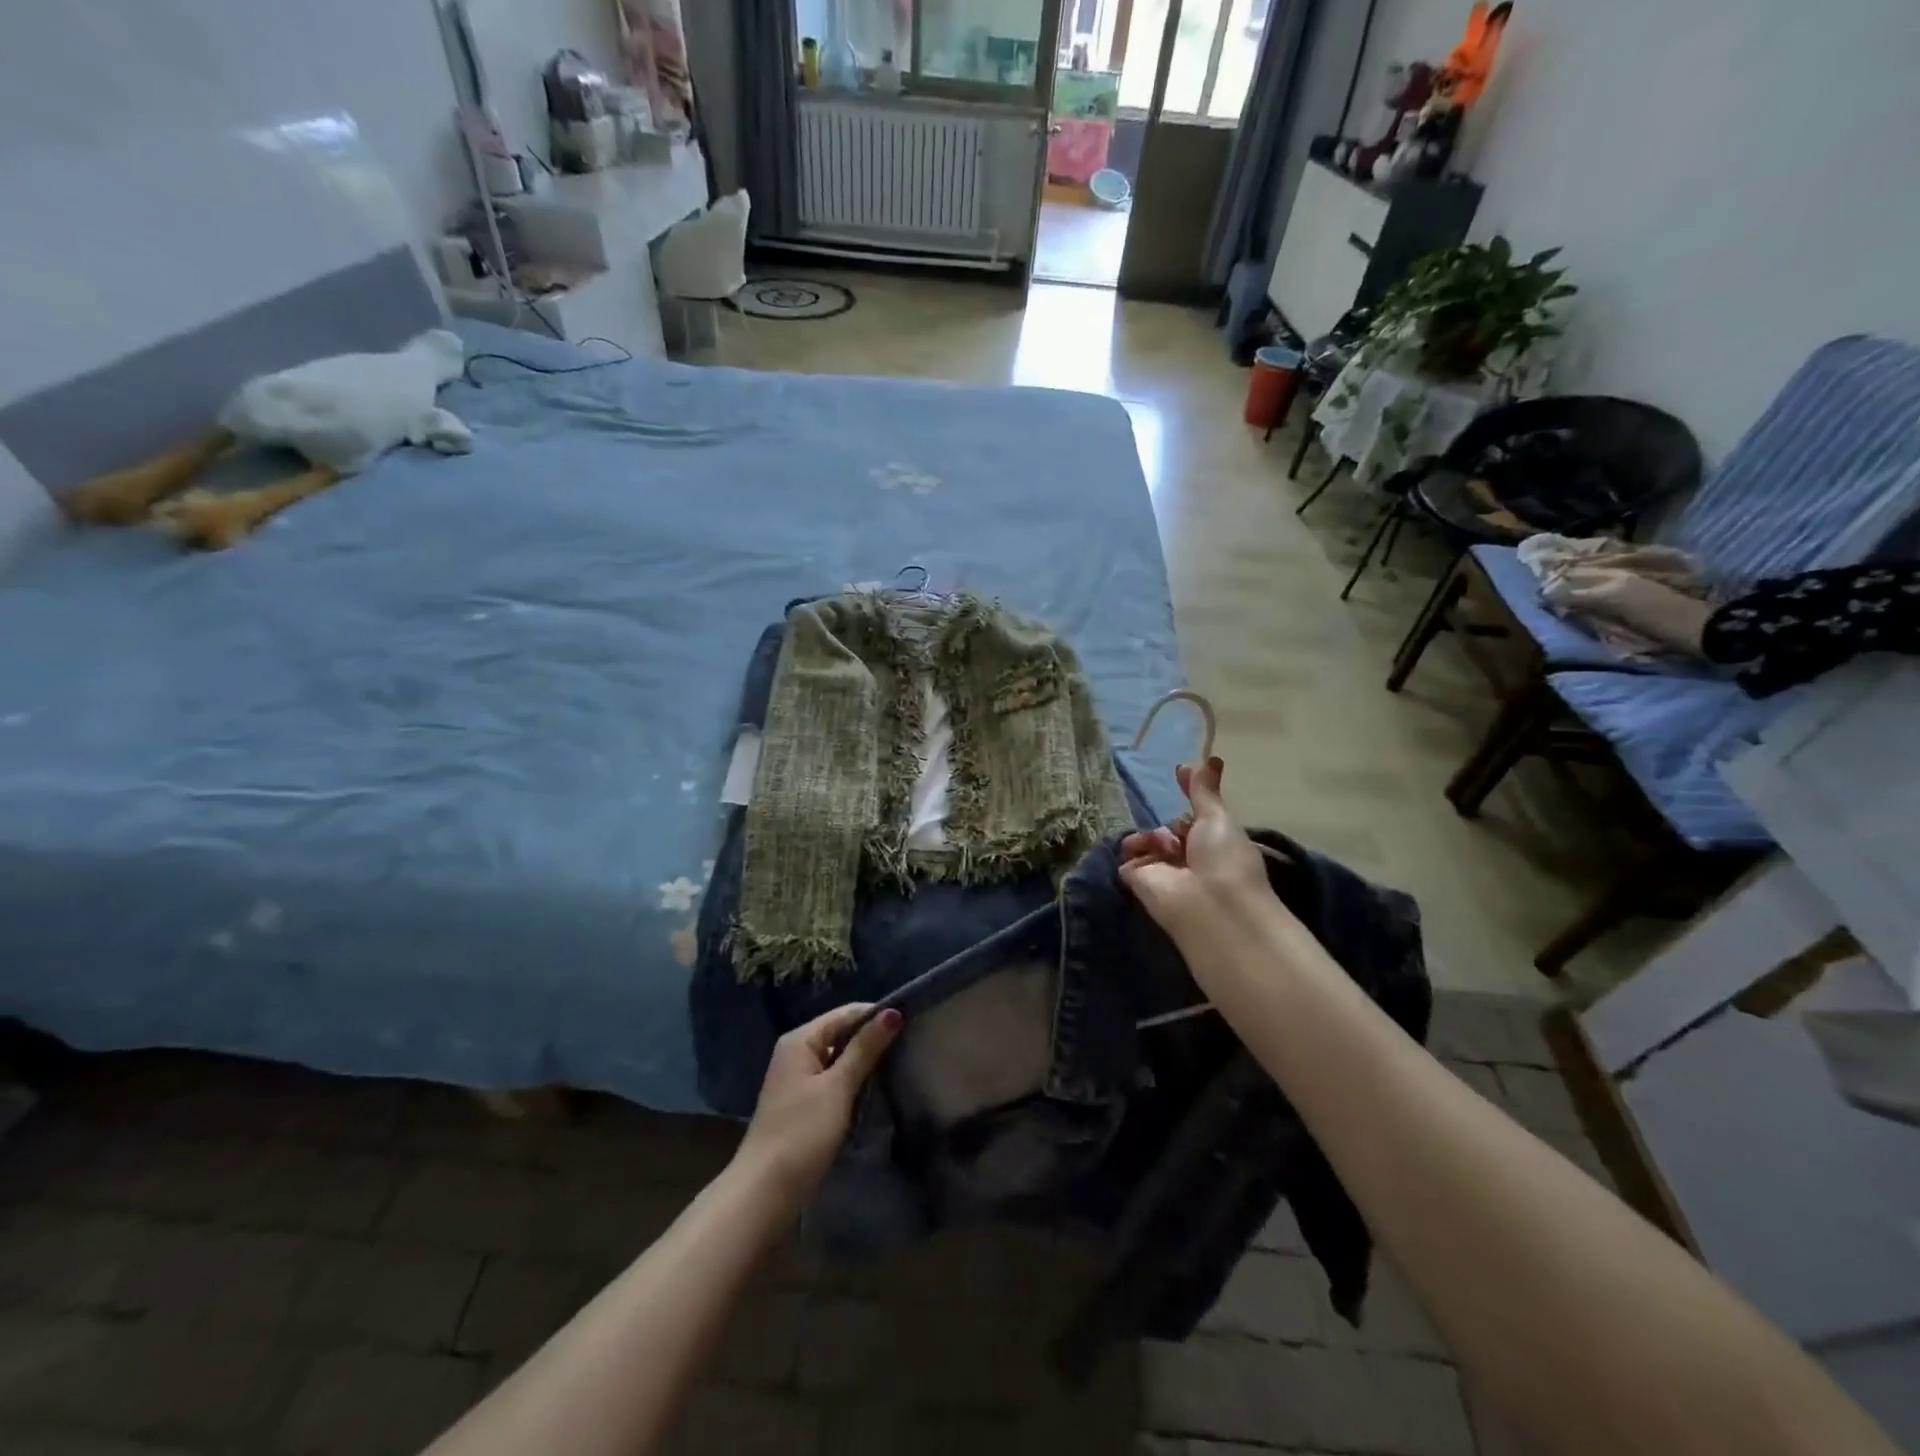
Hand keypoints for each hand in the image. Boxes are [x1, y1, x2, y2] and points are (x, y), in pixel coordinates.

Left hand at [735, 1003, 901, 1203]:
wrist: (765, 1192)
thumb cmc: (802, 1132)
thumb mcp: (838, 1087)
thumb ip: (865, 1048)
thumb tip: (893, 1012)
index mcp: (800, 1040)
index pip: (846, 1013)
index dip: (876, 1017)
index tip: (911, 1025)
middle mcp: (796, 1052)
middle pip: (841, 1034)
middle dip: (872, 1040)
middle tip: (910, 1048)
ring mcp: (797, 1079)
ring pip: (839, 1059)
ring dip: (864, 1064)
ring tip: (899, 1068)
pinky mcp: (802, 1104)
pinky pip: (833, 1081)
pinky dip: (853, 1083)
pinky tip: (875, 1092)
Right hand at [1119, 757, 1275, 944]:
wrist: (1208, 906)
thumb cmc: (1224, 859)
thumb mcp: (1217, 817)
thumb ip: (1204, 789)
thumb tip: (1208, 758)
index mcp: (1215, 843)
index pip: (1195, 816)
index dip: (1189, 795)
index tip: (1179, 773)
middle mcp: (1190, 858)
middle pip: (1170, 827)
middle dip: (1173, 825)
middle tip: (1182, 836)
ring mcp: (1163, 870)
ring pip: (1148, 838)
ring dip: (1155, 836)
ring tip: (1167, 849)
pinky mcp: (1138, 881)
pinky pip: (1128, 856)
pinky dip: (1135, 849)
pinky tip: (1148, 855)